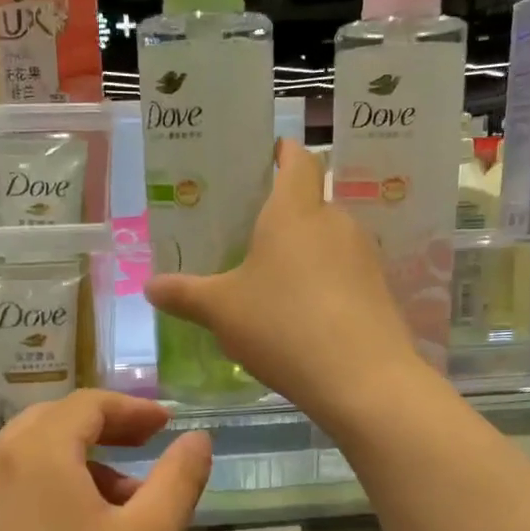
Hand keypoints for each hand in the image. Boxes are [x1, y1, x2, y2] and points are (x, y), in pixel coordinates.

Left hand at [0, 391, 211, 530]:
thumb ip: (179, 480)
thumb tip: (197, 438)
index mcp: (34, 453)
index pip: (87, 405)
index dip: (133, 409)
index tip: (166, 424)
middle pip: (53, 424)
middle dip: (105, 432)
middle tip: (146, 451)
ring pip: (28, 458)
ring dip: (77, 465)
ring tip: (118, 509)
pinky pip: (7, 489)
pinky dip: (46, 490)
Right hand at [144, 140, 425, 426]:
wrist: (362, 378)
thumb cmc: (283, 326)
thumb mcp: (221, 311)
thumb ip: (184, 294)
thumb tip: (150, 287)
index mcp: (294, 210)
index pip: (297, 158)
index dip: (281, 152)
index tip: (262, 159)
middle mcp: (335, 222)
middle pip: (310, 203)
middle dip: (282, 215)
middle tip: (247, 238)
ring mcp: (364, 256)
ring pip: (328, 241)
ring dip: (303, 254)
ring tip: (272, 282)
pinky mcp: (379, 291)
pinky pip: (344, 274)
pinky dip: (324, 284)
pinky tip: (304, 316)